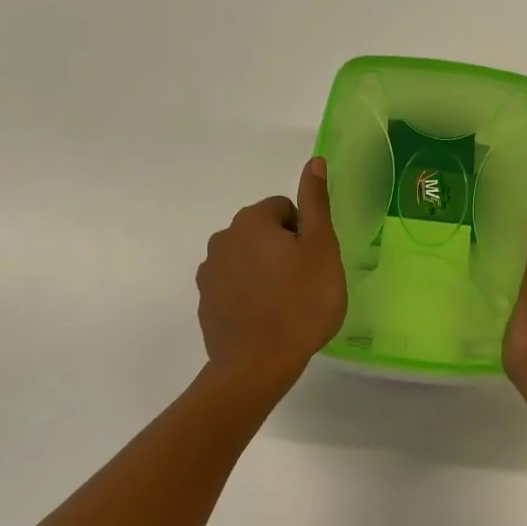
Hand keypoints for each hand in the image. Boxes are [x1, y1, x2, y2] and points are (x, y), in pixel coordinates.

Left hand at [196, 158, 346, 386]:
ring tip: (286, 304)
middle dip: (284, 250)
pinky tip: (266, 318)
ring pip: (248, 259)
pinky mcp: (205, 301)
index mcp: (251, 221)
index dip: (305, 234)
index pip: (285, 209)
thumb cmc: (301, 302)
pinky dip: (250, 294)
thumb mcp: (321, 249)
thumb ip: (316, 203)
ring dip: (266, 271)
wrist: (257, 364)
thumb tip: (314, 161)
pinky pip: (234, 285)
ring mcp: (209, 272)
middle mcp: (223, 238)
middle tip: (304, 283)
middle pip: (264, 232)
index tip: (314, 263)